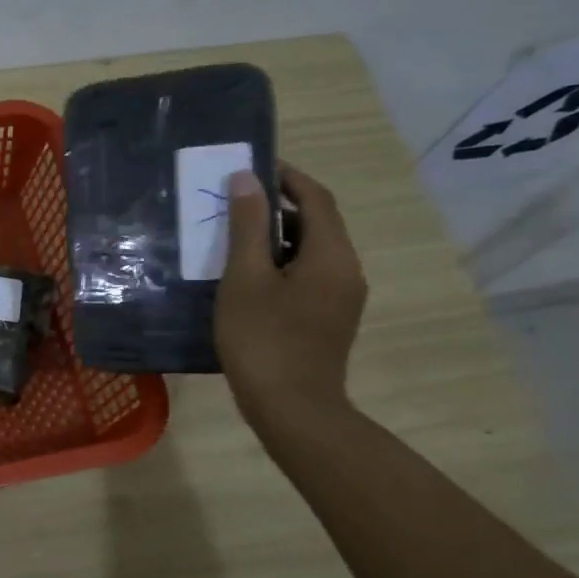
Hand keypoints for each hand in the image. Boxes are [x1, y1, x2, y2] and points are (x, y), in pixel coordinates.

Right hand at [214, 162, 367, 428]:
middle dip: (277, 207)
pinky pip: (307, 275)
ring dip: (275, 238)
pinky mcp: (329, 319)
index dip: (286, 177)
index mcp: (332, 255)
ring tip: (232, 238)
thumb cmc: (263, 339)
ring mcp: (341, 298)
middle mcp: (346, 270)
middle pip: (316, 223)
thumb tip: (247, 179)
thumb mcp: (246, 278)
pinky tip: (246, 278)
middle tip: (232, 203)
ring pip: (310, 252)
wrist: (292, 410)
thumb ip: (247, 226)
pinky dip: (280, 264)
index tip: (251, 167)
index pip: (316, 198)